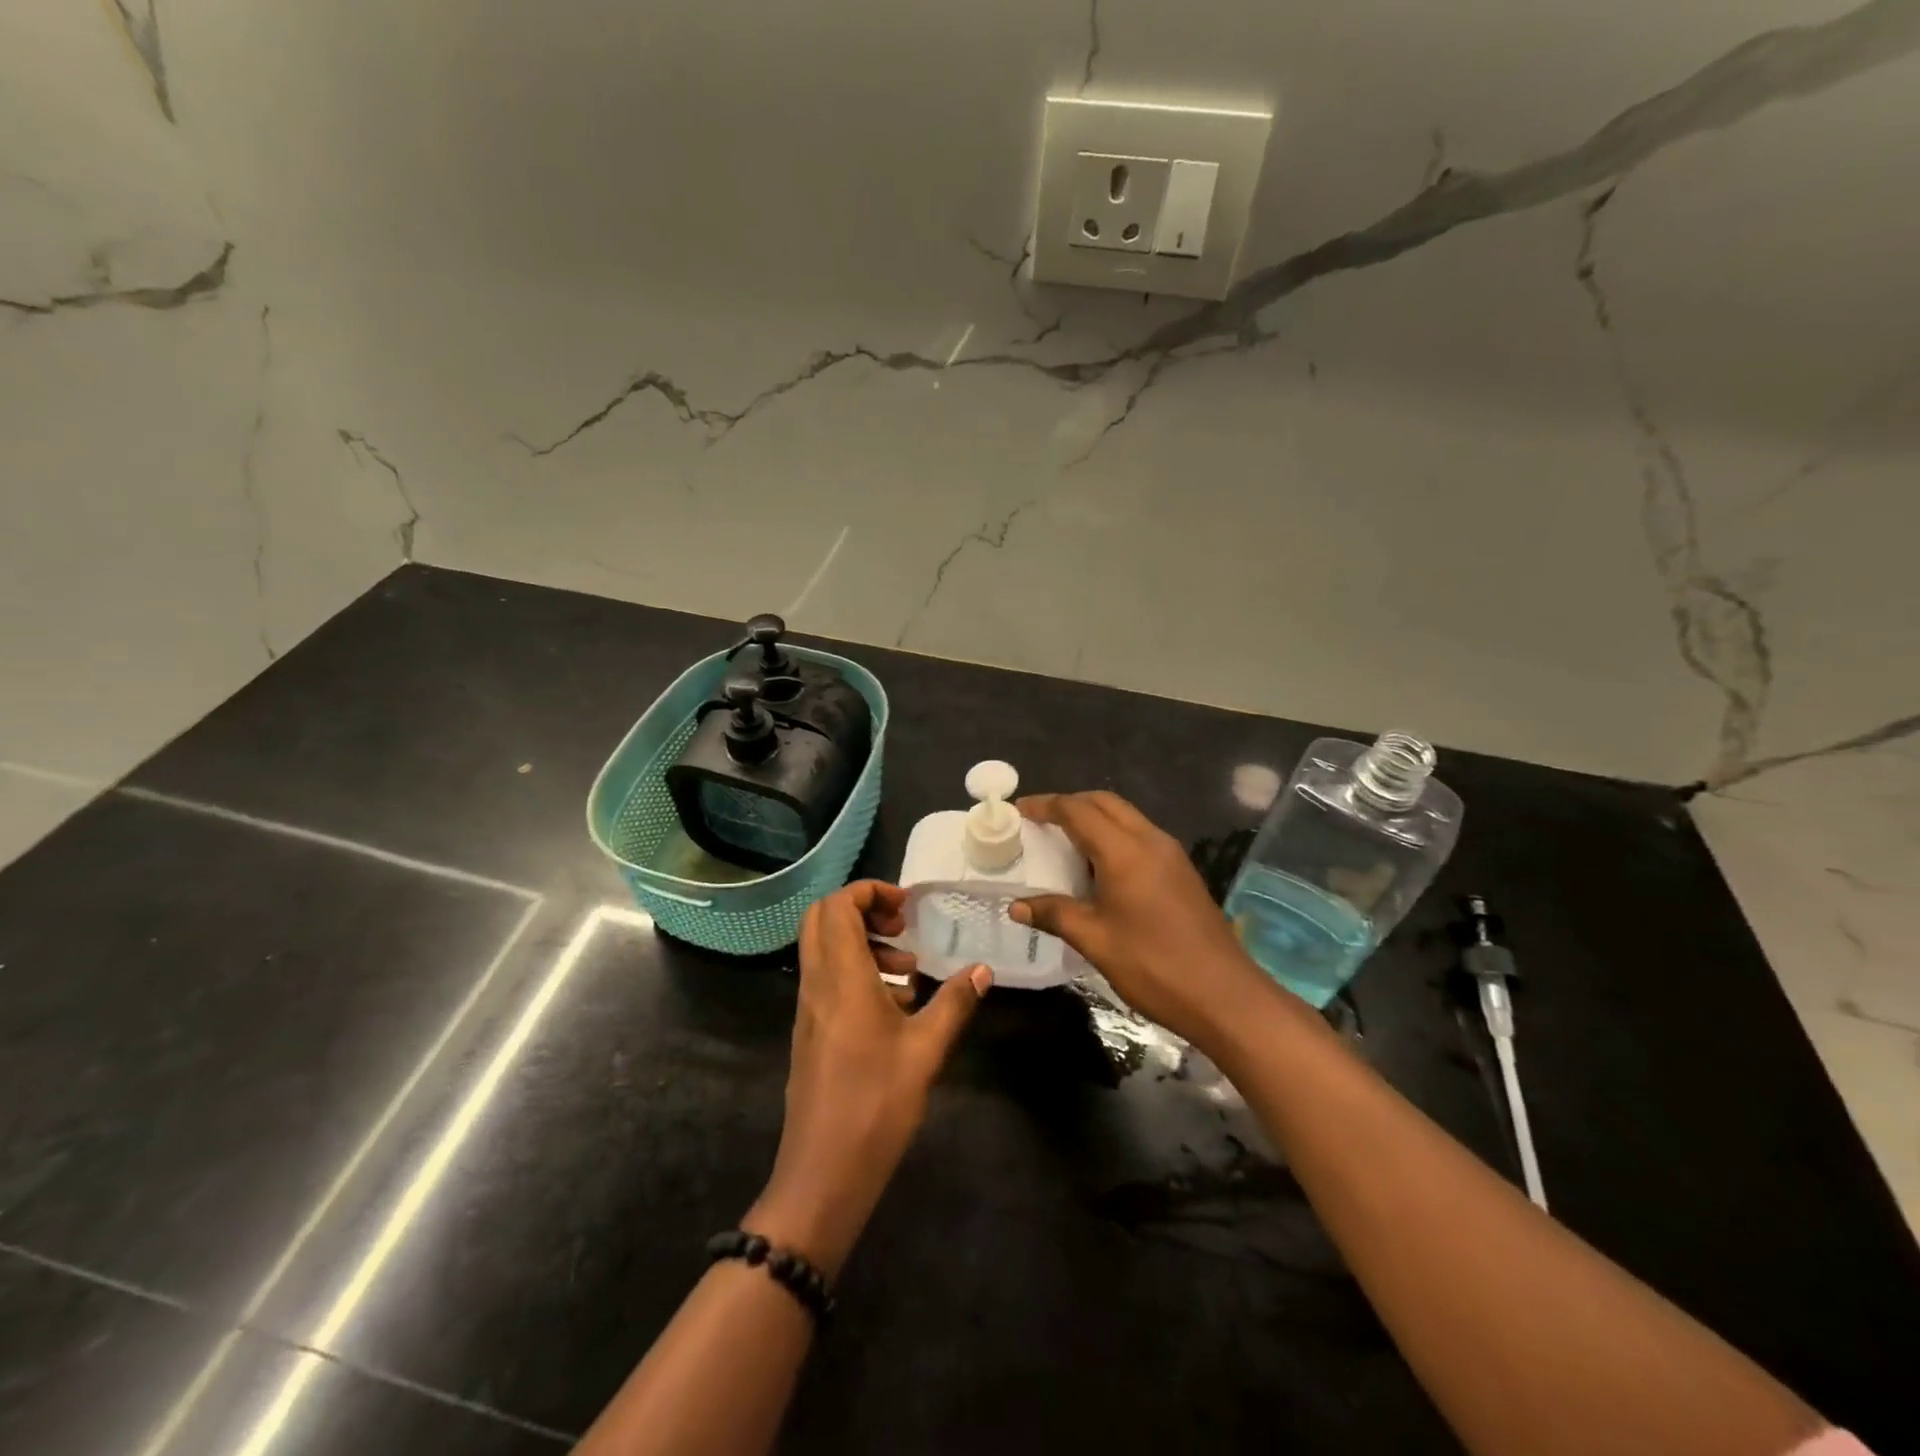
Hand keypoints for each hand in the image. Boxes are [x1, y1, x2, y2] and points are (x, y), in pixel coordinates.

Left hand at [746, 881, 989, 1277]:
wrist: (822, 1174)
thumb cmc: (876, 1106)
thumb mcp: (926, 1051)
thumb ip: (954, 1003)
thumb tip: (983, 970)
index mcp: (841, 978)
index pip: (837, 906)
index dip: (869, 892)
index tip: (907, 906)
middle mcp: (816, 984)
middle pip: (821, 918)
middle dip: (862, 909)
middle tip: (903, 926)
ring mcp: (808, 1009)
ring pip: (823, 948)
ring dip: (862, 942)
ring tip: (908, 970)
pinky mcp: (809, 1032)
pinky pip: (826, 978)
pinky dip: (855, 971)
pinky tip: (894, 1006)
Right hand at [1010, 791, 1278, 1050]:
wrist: (1225, 996)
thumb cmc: (1154, 966)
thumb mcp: (1095, 941)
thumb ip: (1055, 914)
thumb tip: (1016, 906)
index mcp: (1125, 851)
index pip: (1078, 811)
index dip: (1046, 805)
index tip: (1019, 810)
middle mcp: (1150, 840)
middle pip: (1105, 803)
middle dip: (1070, 804)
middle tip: (1040, 821)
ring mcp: (1171, 854)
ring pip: (1126, 817)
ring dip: (1094, 818)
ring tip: (1063, 841)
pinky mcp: (1181, 871)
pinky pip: (1140, 836)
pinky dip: (1113, 836)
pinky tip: (1098, 867)